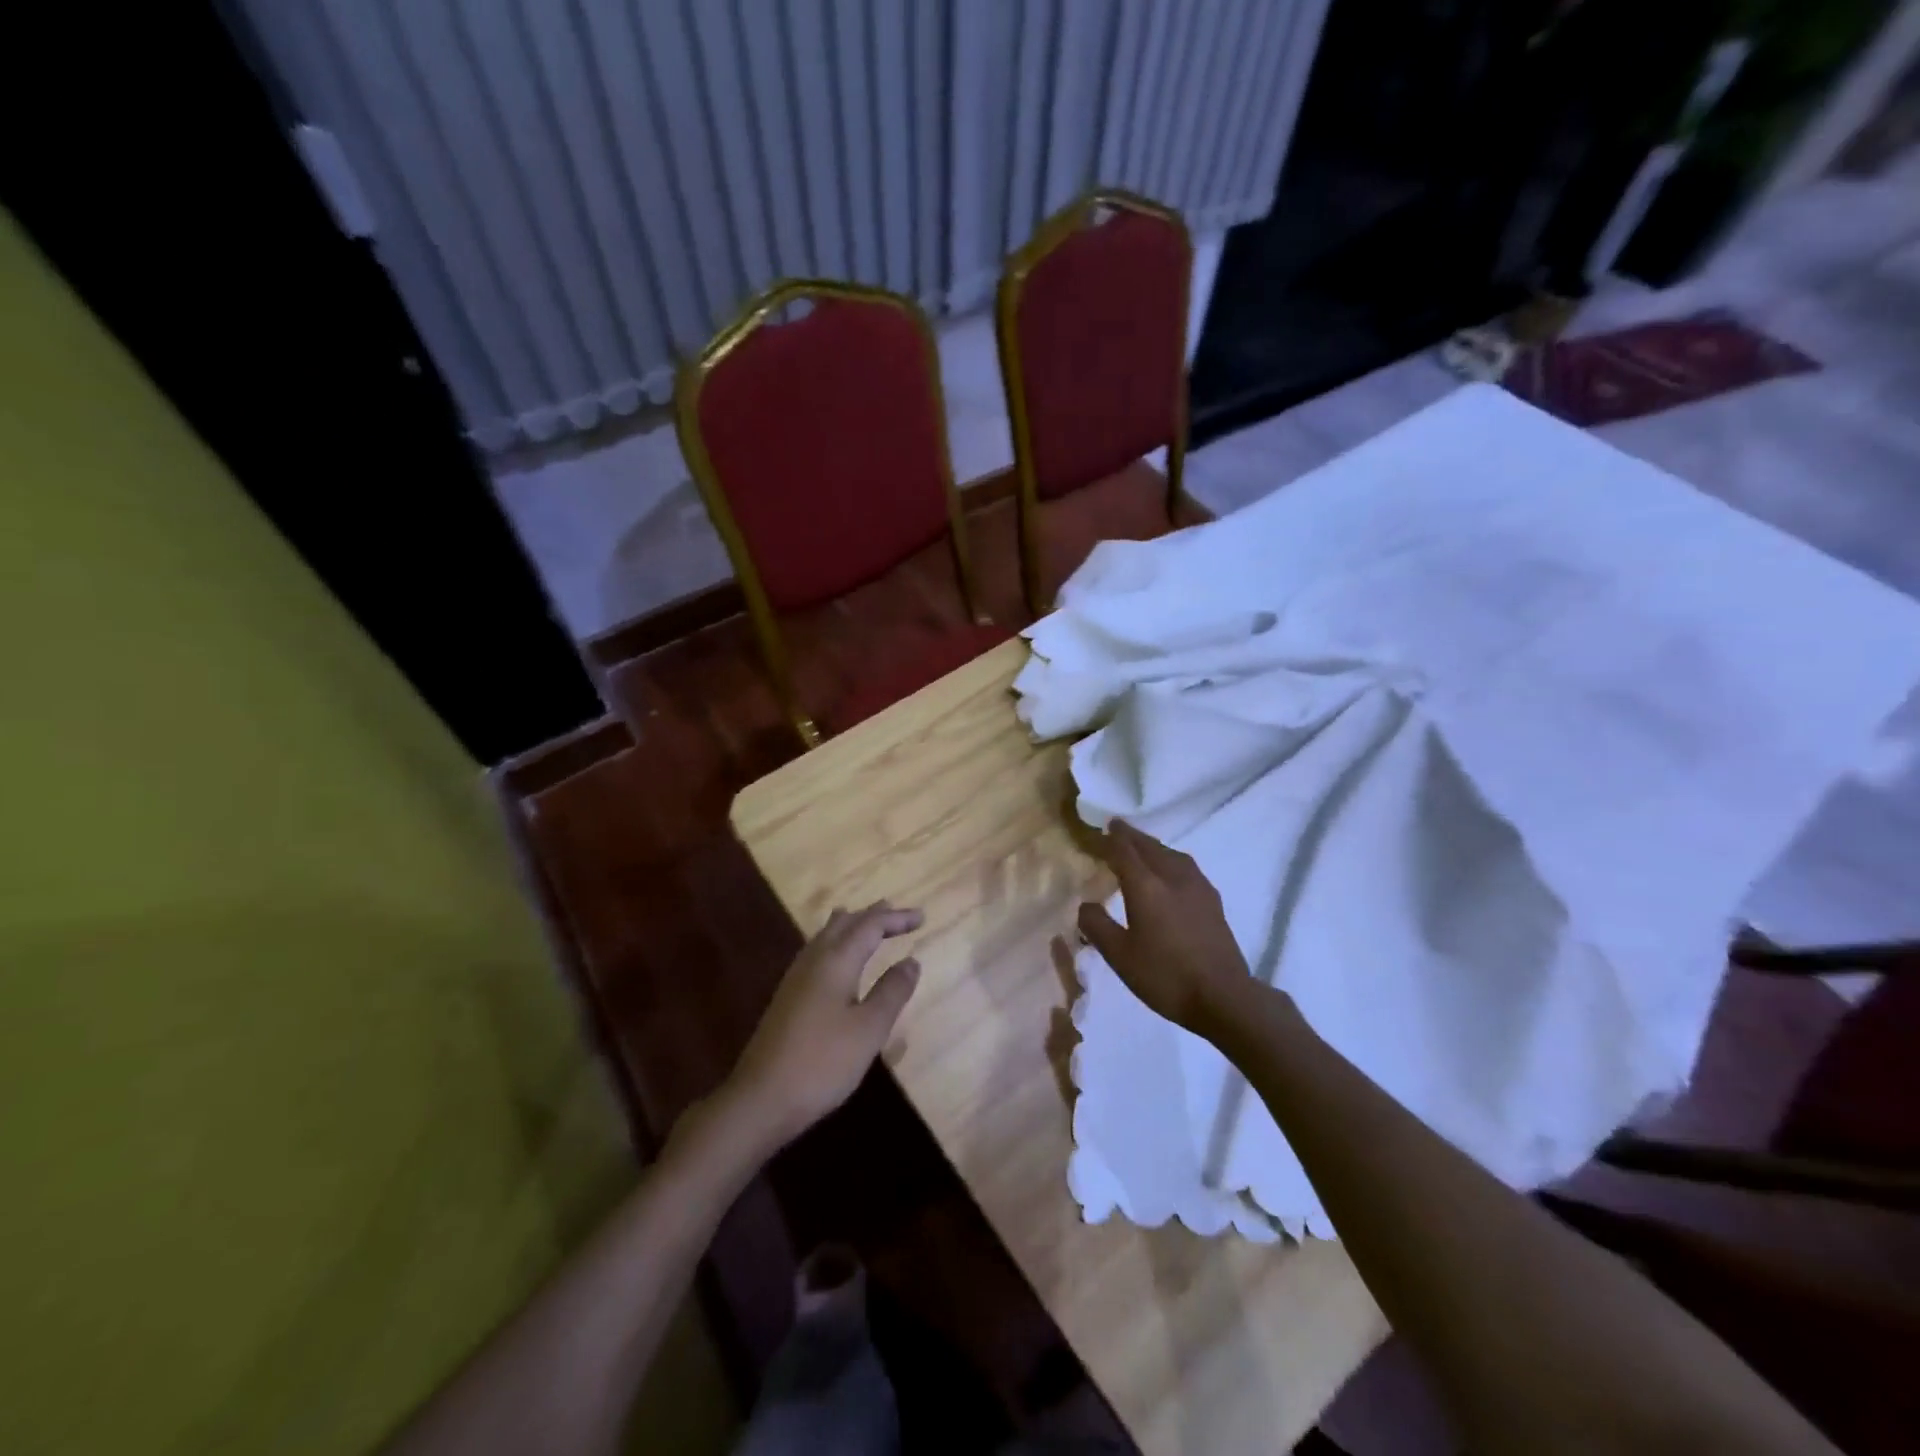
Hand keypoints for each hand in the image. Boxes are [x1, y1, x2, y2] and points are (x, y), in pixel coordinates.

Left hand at [725, 903, 922, 1149]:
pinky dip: (836, 943)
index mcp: (836, 961)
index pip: (870, 925)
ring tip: (867, 923)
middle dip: (872, 916)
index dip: (896, 918)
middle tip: (896, 913)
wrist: (761, 1098)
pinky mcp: (787, 997)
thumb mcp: (869, 1029)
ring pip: (826, 936)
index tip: (922, 917)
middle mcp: (814, 960)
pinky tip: (837, 961)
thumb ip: (892, 991)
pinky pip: (817, 952)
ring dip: (851, 926)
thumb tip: (911, 961)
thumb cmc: (822, 1062)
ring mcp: (795, 978)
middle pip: (845, 924)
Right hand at [1078, 820, 1250, 1033]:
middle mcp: (1172, 877)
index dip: (1109, 839)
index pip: (1123, 851)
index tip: (1098, 830)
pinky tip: (1170, 872)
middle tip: (1116, 828)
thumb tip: (1085, 904)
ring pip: (1170, 854)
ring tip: (1141, 847)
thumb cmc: (1165, 976)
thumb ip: (1097, 926)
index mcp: (1146, 886)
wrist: (1224, 997)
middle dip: (1130, 836)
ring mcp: (1197, 887)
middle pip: (1149, 846)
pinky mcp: (1212, 900)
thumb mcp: (1119, 956)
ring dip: (1152, 846)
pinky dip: (1170, 860)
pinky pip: (1185, 867)